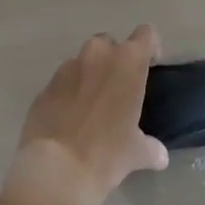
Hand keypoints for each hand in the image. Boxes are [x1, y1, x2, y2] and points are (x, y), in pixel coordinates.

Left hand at [3, 26, 169, 204]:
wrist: (56, 170)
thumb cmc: (107, 154)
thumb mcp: (137, 153)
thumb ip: (151, 148)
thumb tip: (160, 156)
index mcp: (127, 63)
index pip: (146, 34)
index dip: (150, 47)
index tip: (150, 66)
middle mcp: (97, 55)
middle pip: (110, 43)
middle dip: (115, 60)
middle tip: (118, 89)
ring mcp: (67, 68)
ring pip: (83, 61)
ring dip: (90, 75)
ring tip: (92, 107)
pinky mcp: (45, 86)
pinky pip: (62, 82)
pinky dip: (68, 93)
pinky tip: (69, 120)